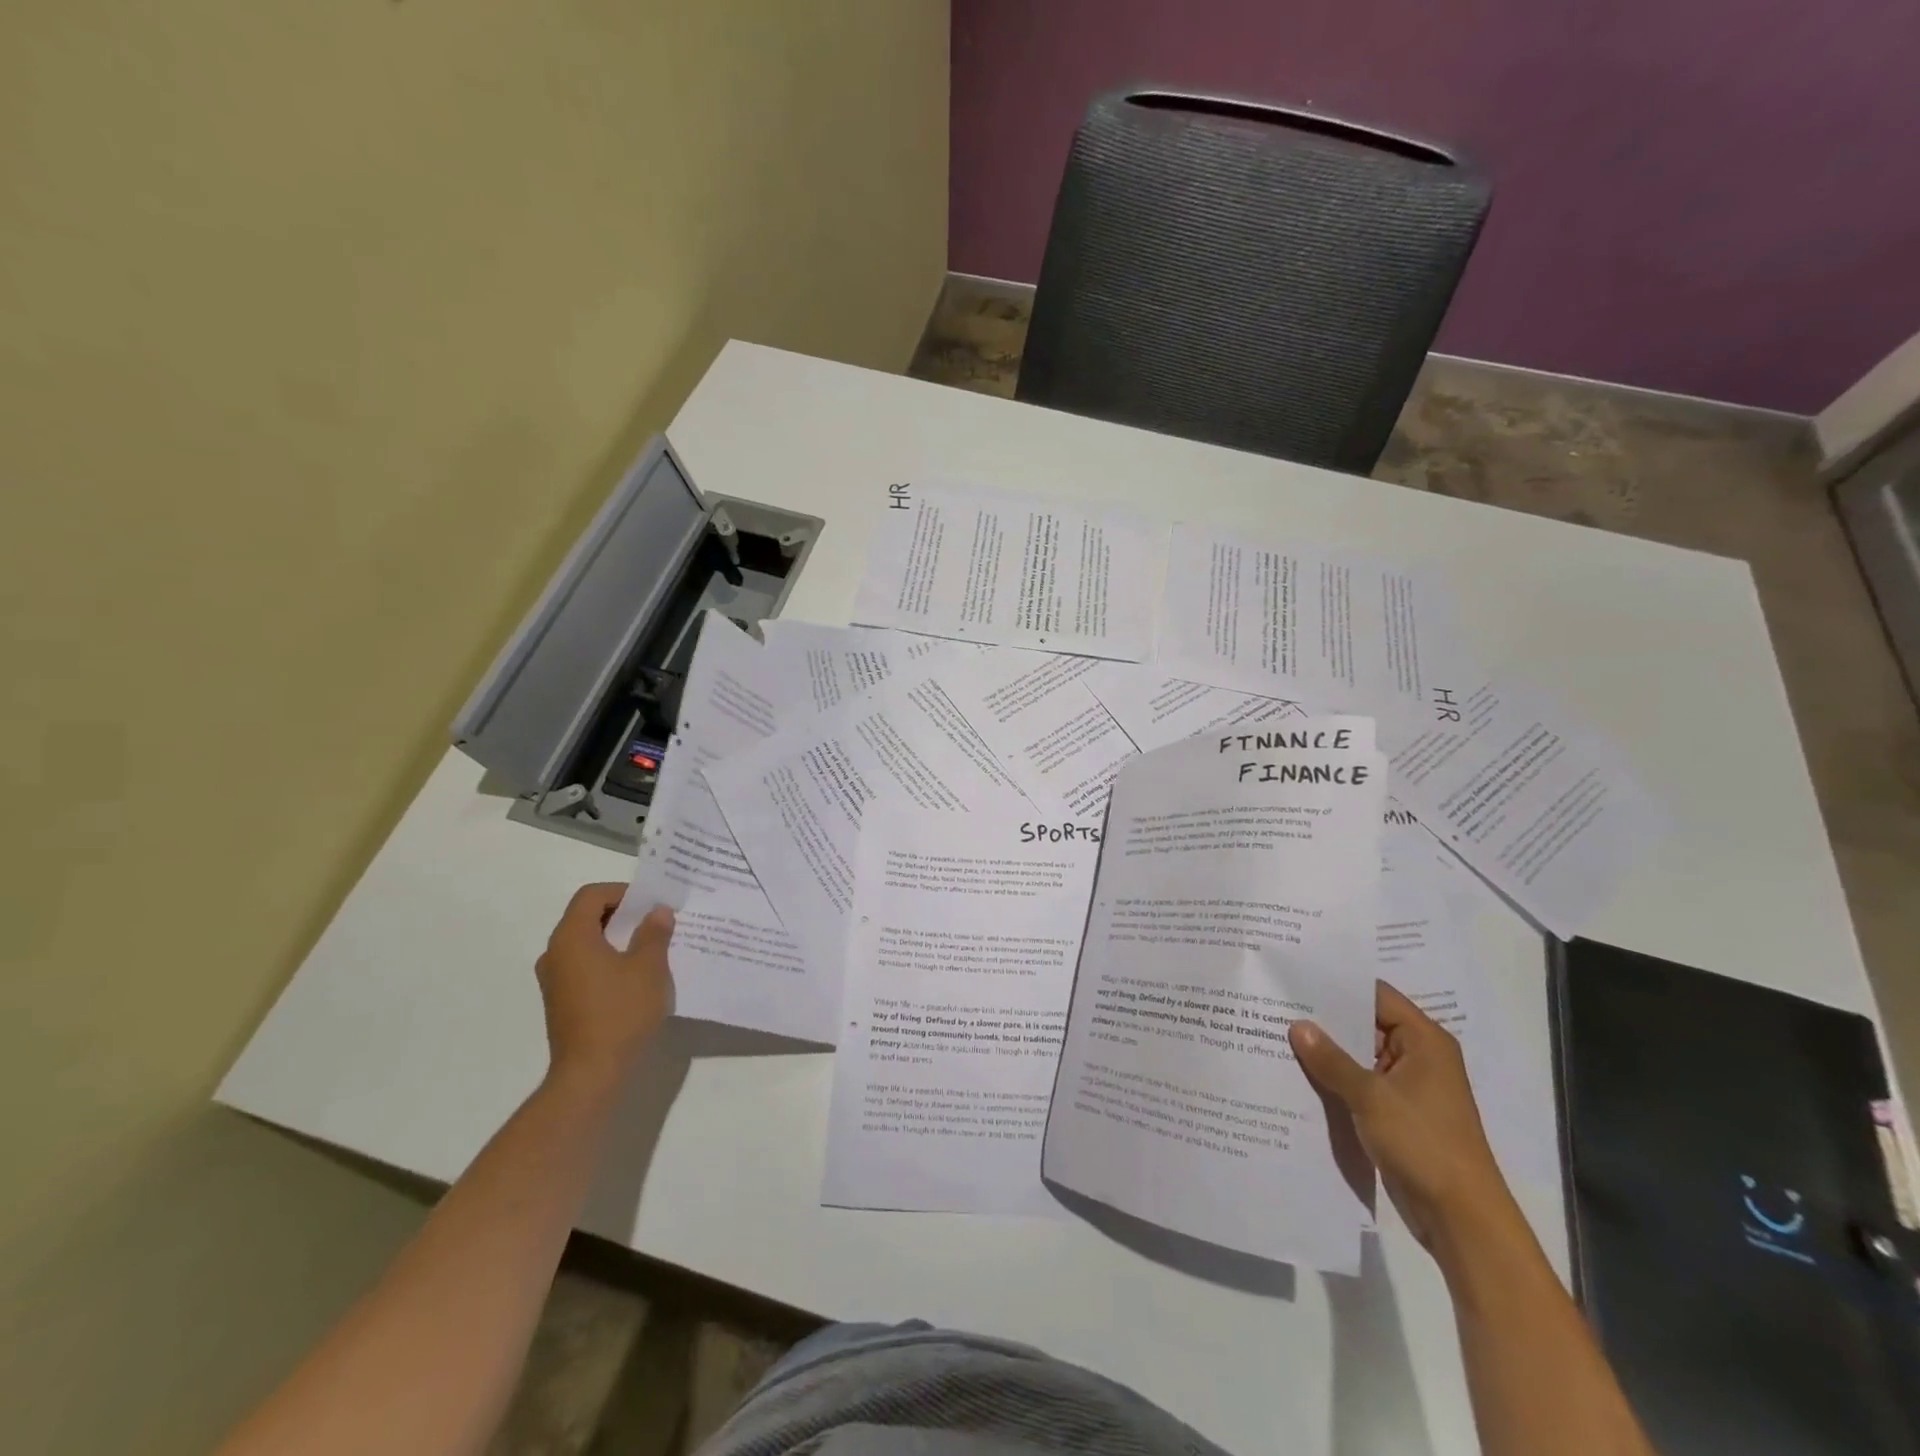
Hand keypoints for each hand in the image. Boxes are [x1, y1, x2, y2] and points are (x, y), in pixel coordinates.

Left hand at [534, 885, 673, 1089]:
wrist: (590, 1074)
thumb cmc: (621, 1012)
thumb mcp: (649, 967)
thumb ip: (654, 933)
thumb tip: (657, 912)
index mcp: (571, 937)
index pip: (591, 896)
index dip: (622, 893)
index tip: (651, 904)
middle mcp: (555, 953)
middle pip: (586, 917)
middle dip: (622, 915)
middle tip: (656, 923)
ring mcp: (555, 980)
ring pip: (585, 943)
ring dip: (616, 939)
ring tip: (650, 950)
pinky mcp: (561, 1002)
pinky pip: (584, 966)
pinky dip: (607, 961)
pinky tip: (634, 978)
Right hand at [1289, 981, 1517, 1254]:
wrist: (1461, 1218)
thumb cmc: (1423, 1143)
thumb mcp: (1371, 1096)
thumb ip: (1331, 1060)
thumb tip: (1298, 1025)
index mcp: (1424, 1041)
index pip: (1376, 995)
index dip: (1338, 985)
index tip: (1297, 977)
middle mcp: (1419, 1056)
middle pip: (1366, 1024)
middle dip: (1326, 1020)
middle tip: (1278, 1005)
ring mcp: (1408, 1087)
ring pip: (1360, 1056)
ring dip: (1328, 1052)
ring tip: (1279, 1034)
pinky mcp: (1398, 1114)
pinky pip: (1361, 1084)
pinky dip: (1336, 1079)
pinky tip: (1299, 1074)